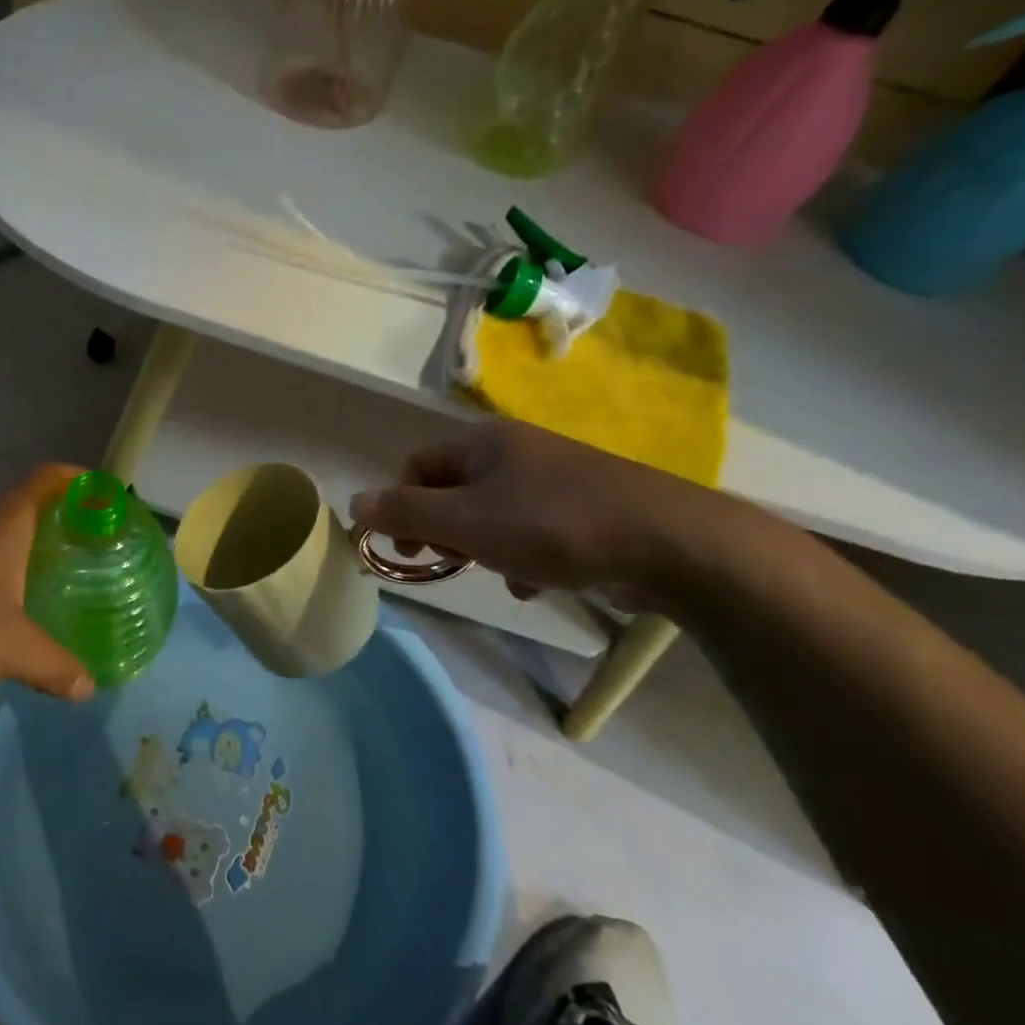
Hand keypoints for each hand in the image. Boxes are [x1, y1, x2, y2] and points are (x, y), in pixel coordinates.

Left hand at [0, 465, 95, 704]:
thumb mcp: (10, 649)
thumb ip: (55, 665)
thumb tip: (88, 687)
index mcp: (5, 523)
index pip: (48, 478)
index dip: (80, 480)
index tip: (107, 497)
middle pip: (27, 504)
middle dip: (62, 520)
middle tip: (94, 548)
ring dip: (30, 547)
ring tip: (60, 577)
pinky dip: (2, 572)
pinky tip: (10, 608)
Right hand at [349, 419, 717, 606]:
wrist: (669, 542)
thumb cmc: (552, 526)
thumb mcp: (466, 522)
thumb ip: (406, 513)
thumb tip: (354, 502)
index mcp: (483, 442)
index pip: (416, 465)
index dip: (399, 507)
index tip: (404, 552)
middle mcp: (516, 450)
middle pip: (453, 490)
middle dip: (446, 532)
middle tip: (455, 561)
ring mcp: (555, 477)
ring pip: (493, 514)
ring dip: (485, 549)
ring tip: (504, 575)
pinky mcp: (585, 507)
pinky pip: (532, 530)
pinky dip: (524, 556)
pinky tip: (540, 582)